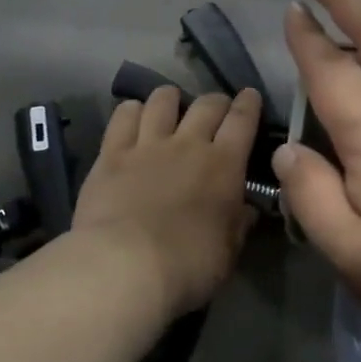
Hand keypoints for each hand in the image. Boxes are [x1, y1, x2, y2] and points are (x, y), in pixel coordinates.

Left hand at [73, 86, 263, 318]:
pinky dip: (131, 110)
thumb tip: (246, 208)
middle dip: (215, 101)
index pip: (242, 120)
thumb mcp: (228, 251)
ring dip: (171, 98)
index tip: (250, 96)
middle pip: (206, 104)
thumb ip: (238, 224)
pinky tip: (132, 114)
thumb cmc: (188, 265)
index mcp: (224, 165)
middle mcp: (188, 144)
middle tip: (216, 108)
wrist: (125, 265)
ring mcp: (147, 145)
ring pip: (162, 101)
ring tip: (171, 103)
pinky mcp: (111, 153)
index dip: (248, 104)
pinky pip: (122, 117)